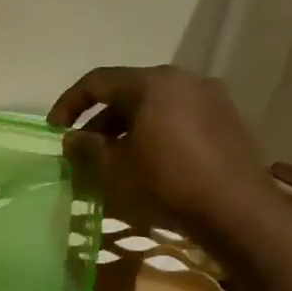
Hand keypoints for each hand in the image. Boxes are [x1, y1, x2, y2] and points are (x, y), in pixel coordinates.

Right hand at [48, 65, 283, 247]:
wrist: (237, 211)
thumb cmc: (167, 182)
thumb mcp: (114, 167)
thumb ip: (88, 147)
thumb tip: (72, 138)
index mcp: (153, 83)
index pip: (98, 81)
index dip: (69, 103)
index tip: (54, 130)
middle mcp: (185, 80)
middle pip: (128, 91)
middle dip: (100, 119)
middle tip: (83, 148)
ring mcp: (211, 99)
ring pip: (155, 105)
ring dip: (127, 128)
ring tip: (112, 158)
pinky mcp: (227, 121)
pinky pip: (179, 117)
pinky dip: (154, 132)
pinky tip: (147, 161)